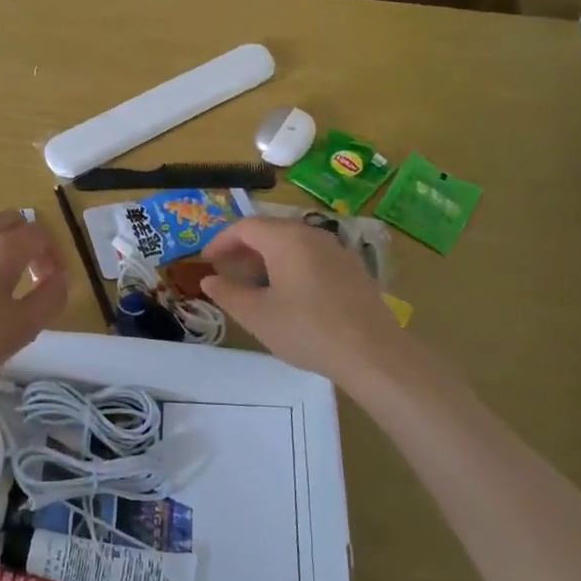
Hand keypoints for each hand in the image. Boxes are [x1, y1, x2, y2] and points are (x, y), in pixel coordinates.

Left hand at [0, 211, 67, 399]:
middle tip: (33, 273)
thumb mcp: (22, 328)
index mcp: (0, 248)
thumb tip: (61, 278)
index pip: (38, 234)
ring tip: (1, 275)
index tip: (55, 280)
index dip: (54, 253)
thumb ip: (49, 298)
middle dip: (28, 241)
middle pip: (8, 220)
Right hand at [202, 217, 437, 392]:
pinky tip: (290, 293)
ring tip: (255, 284)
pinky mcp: (352, 268)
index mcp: (286, 239)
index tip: (206, 261)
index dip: (221, 241)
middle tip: (227, 272)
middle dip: (244, 248)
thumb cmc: (307, 330)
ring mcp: (336, 249)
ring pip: (292, 242)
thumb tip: (209, 280)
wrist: (374, 353)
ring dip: (267, 257)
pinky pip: (312, 255)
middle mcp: (312, 234)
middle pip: (270, 230)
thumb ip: (228, 294)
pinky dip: (291, 264)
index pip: (244, 227)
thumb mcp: (257, 316)